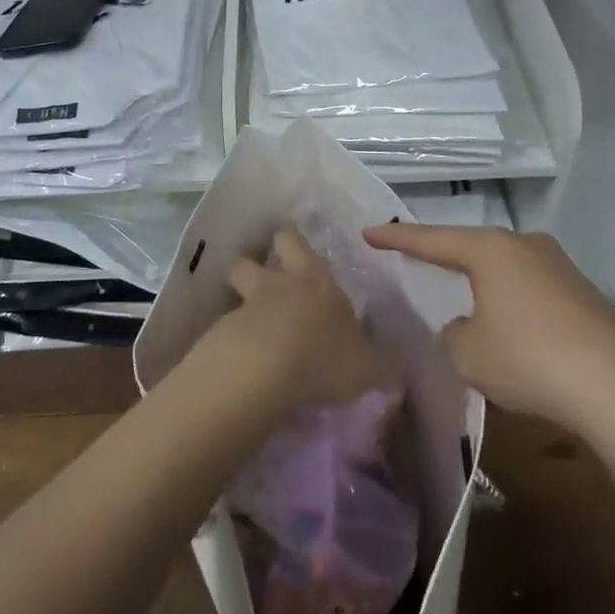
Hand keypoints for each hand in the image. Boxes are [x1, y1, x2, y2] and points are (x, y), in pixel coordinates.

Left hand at [208, 229, 397, 413]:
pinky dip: (231, 344)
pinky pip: (224, 334)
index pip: (294, 242)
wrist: (264, 370)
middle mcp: (274, 286)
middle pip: (248, 261)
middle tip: (260, 283)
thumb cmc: (324, 356)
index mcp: (313, 280)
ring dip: (240, 308)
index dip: (291, 242)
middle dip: (251, 267)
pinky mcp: (219, 338)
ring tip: (250, 332)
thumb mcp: (367, 367)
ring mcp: (243, 310)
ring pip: (233, 296)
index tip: (291, 246)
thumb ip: (380, 364)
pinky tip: (242, 366)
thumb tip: (394, 366)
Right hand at [363, 223, 614, 437]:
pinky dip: (512, 302)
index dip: (396, 238)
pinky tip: (511, 329)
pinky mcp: (585, 294)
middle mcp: (525, 246)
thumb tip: (468, 326)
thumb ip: (454, 334)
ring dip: (482, 283)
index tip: (368, 232)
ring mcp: (561, 267)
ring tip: (462, 296)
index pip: (431, 240)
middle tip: (415, 258)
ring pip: (505, 268)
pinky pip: (532, 289)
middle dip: (444, 255)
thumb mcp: (468, 354)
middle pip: (472, 247)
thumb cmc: (530, 361)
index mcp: (490, 250)